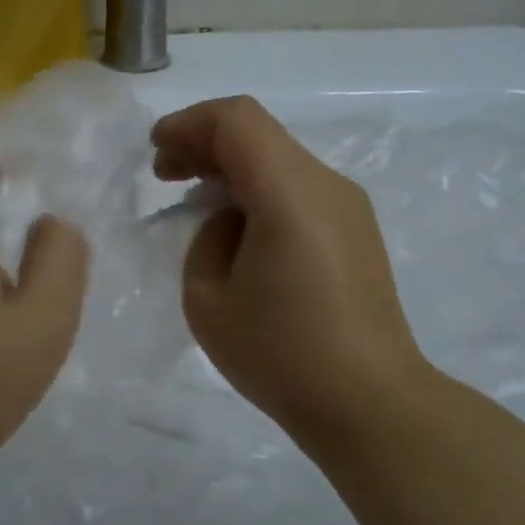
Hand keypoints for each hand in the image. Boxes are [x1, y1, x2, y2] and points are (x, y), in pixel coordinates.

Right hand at [151, 96, 429, 452]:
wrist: (369, 403)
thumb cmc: (280, 355)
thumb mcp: (208, 300)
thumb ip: (207, 238)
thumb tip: (229, 220)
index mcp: (290, 195)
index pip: (237, 121)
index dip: (188, 124)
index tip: (155, 151)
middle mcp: (326, 186)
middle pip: (259, 133)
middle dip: (203, 143)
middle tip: (164, 174)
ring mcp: (348, 206)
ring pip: (278, 157)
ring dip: (230, 166)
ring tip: (195, 200)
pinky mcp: (355, 229)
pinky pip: (297, 186)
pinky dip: (257, 188)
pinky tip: (235, 226)